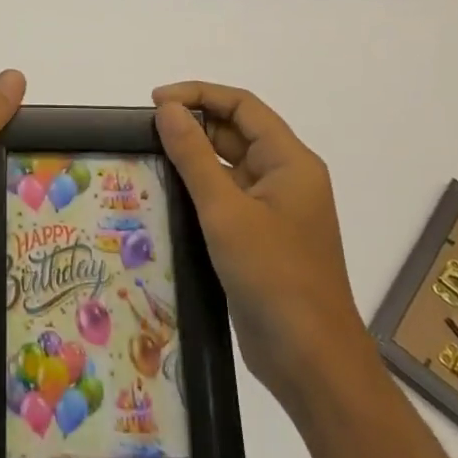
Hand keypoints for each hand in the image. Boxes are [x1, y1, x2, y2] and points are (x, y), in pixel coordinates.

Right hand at [152, 81, 367, 407]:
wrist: (312, 363)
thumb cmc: (274, 277)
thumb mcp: (225, 210)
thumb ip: (193, 155)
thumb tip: (168, 109)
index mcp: (290, 161)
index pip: (242, 106)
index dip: (198, 95)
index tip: (156, 102)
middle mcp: (285, 178)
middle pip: (235, 132)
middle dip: (193, 125)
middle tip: (145, 131)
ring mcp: (274, 210)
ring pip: (228, 166)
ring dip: (192, 158)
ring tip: (148, 157)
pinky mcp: (260, 238)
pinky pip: (226, 198)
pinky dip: (198, 190)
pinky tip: (165, 196)